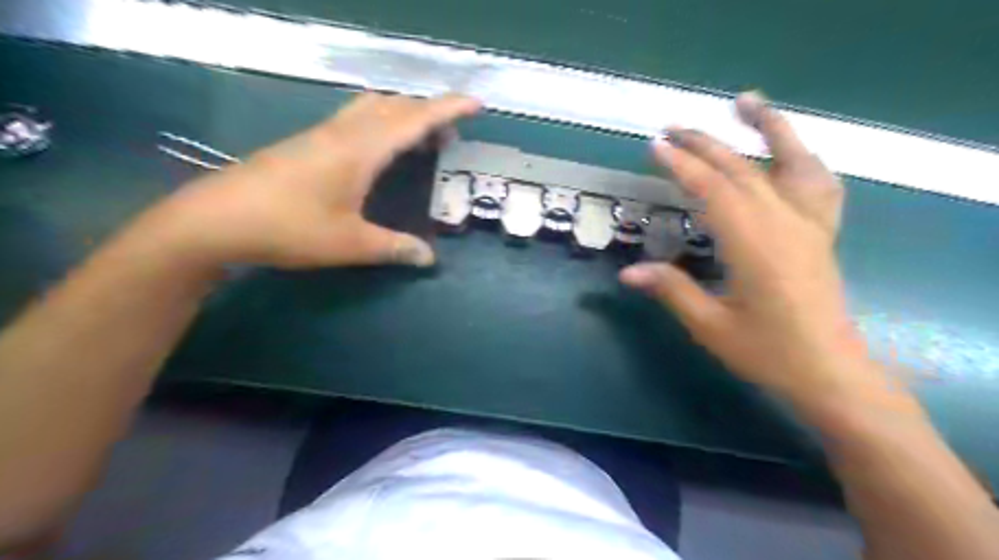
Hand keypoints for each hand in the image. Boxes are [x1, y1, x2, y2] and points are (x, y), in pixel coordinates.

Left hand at [143, 91, 478, 268]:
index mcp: (361, 150)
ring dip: (403, 115)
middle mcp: (344, 133)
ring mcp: (321, 135)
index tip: (475, 104)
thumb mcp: (349, 244)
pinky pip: (355, 119)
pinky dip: (380, 124)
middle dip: (429, 113)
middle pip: (394, 105)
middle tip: (451, 136)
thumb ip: (393, 248)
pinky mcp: (307, 144)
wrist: (216, 220)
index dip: (448, 109)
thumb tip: (429, 258)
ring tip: (421, 139)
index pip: (414, 119)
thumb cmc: (289, 228)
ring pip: (372, 108)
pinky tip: (379, 149)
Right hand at [621, 92, 876, 405]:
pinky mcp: (822, 233)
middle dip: (704, 145)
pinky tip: (790, 149)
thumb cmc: (767, 353)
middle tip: (672, 129)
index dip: (683, 166)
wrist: (830, 372)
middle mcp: (785, 225)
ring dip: (768, 128)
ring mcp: (810, 225)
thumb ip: (671, 290)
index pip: (714, 191)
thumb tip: (627, 272)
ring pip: (791, 163)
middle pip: (742, 171)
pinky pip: (819, 184)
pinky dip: (803, 158)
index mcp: (755, 246)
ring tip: (746, 103)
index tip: (656, 146)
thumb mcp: (710, 326)